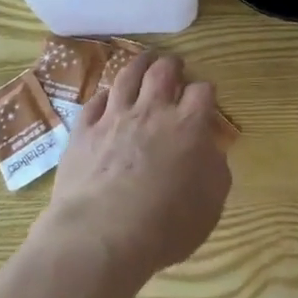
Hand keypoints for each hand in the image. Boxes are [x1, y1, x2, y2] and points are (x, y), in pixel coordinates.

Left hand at [39, 52, 229, 284]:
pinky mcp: (83, 131)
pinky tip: (108, 97)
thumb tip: (209, 149)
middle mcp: (152, 112)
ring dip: (139, 64)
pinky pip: (95, 101)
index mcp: (188, 126)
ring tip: (145, 59)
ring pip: (127, 76)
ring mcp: (114, 118)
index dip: (206, 90)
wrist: (101, 238)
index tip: (206, 96)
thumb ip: (215, 169)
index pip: (203, 91)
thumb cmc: (165, 226)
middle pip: (163, 72)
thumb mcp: (210, 204)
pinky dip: (106, 95)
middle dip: (172, 64)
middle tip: (175, 65)